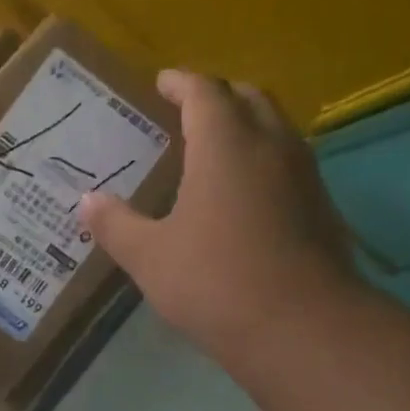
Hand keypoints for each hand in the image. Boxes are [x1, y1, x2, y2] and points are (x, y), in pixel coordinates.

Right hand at [79, 70, 362, 375]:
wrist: (302, 328)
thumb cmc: (215, 282)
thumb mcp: (149, 256)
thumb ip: (115, 224)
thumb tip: (88, 200)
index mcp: (225, 145)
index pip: (204, 92)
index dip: (181, 83)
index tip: (162, 82)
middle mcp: (271, 146)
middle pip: (248, 98)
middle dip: (218, 95)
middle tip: (188, 110)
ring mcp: (304, 176)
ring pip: (276, 127)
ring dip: (246, 124)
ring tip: (215, 146)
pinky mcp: (321, 207)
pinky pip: (289, 161)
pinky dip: (263, 158)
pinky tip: (243, 192)